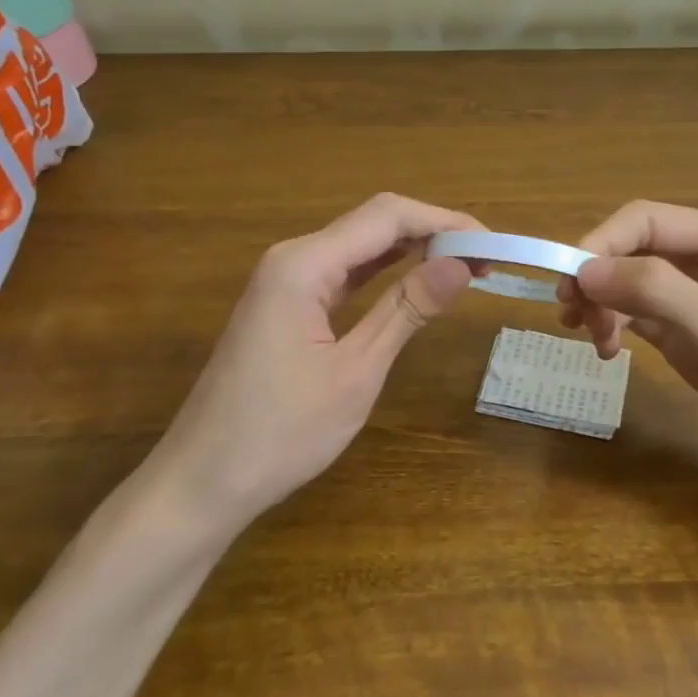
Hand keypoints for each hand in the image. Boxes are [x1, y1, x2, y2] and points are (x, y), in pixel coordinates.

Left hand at [139, 194, 481, 542]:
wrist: (203, 481)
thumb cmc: (281, 433)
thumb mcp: (356, 372)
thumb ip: (407, 310)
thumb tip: (461, 264)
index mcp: (305, 264)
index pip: (388, 216)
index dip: (446, 221)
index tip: (494, 245)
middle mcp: (293, 258)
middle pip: (374, 222)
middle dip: (433, 231)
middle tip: (487, 260)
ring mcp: (286, 281)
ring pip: (360, 245)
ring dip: (412, 249)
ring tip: (466, 267)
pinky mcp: (286, 304)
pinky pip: (344, 272)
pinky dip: (385, 272)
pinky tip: (416, 280)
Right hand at [559, 201, 697, 513]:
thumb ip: (655, 292)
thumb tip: (584, 268)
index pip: (646, 220)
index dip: (599, 244)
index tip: (566, 288)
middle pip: (638, 250)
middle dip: (600, 277)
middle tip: (570, 321)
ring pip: (638, 284)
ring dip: (606, 304)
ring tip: (594, 342)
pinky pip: (649, 318)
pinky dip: (622, 327)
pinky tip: (611, 352)